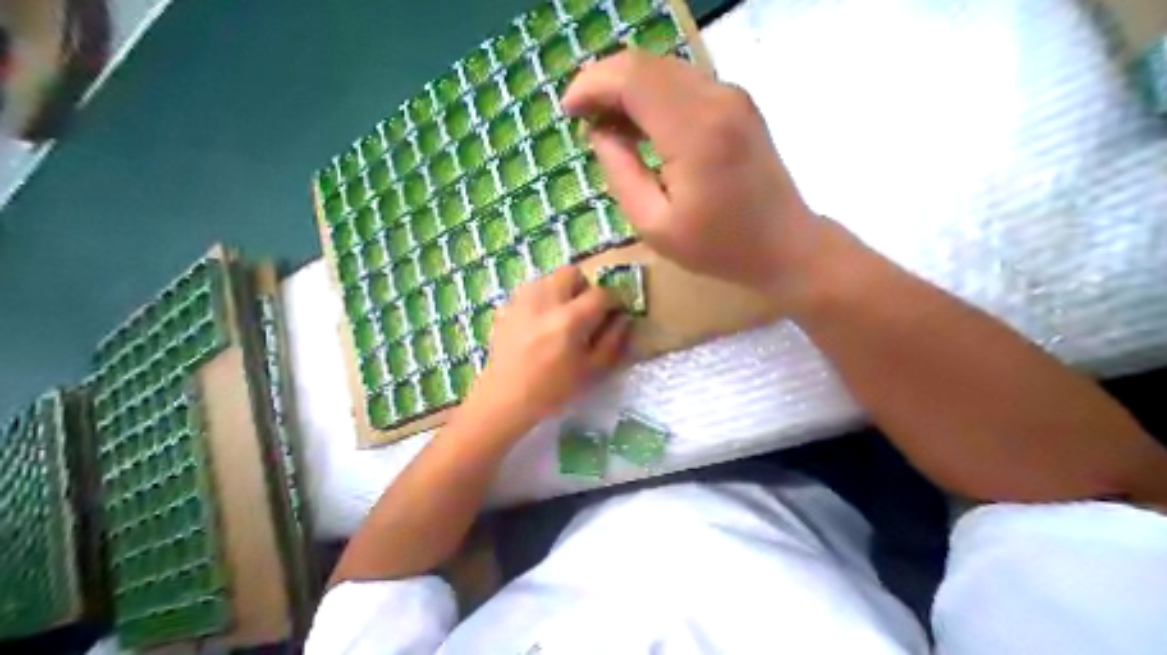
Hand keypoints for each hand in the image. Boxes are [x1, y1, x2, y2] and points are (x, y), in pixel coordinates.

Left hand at [469, 267, 628, 428]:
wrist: (505, 399)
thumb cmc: (553, 390)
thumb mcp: (591, 371)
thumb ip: (612, 341)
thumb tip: (624, 318)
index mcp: (569, 320)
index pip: (600, 294)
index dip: (613, 300)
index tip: (613, 311)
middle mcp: (544, 301)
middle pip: (571, 273)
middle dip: (584, 287)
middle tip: (583, 310)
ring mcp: (521, 302)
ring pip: (548, 277)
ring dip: (561, 290)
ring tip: (559, 314)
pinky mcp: (506, 307)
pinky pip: (529, 289)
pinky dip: (540, 297)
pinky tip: (538, 320)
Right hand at [565, 51, 817, 298]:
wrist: (782, 245)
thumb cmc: (716, 247)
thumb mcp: (654, 225)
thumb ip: (621, 174)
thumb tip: (600, 134)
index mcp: (694, 133)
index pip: (631, 78)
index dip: (591, 84)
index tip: (568, 109)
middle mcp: (717, 99)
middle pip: (646, 65)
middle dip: (605, 84)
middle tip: (583, 120)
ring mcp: (732, 98)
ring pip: (664, 72)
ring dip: (627, 92)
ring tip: (606, 126)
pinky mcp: (738, 107)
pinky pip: (683, 87)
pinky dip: (652, 100)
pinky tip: (639, 128)